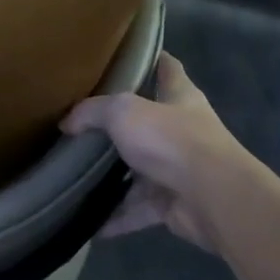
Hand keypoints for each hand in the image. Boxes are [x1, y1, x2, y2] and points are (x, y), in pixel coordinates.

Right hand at [61, 52, 252, 254]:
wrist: (212, 197)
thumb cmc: (171, 139)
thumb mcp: (123, 112)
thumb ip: (92, 112)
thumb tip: (67, 123)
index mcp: (180, 98)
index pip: (168, 69)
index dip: (153, 59)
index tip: (131, 55)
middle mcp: (183, 130)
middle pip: (148, 123)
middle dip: (120, 126)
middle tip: (83, 124)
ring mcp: (180, 169)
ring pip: (141, 171)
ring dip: (115, 177)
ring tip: (78, 177)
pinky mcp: (174, 205)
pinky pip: (138, 210)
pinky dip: (117, 217)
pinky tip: (90, 224)